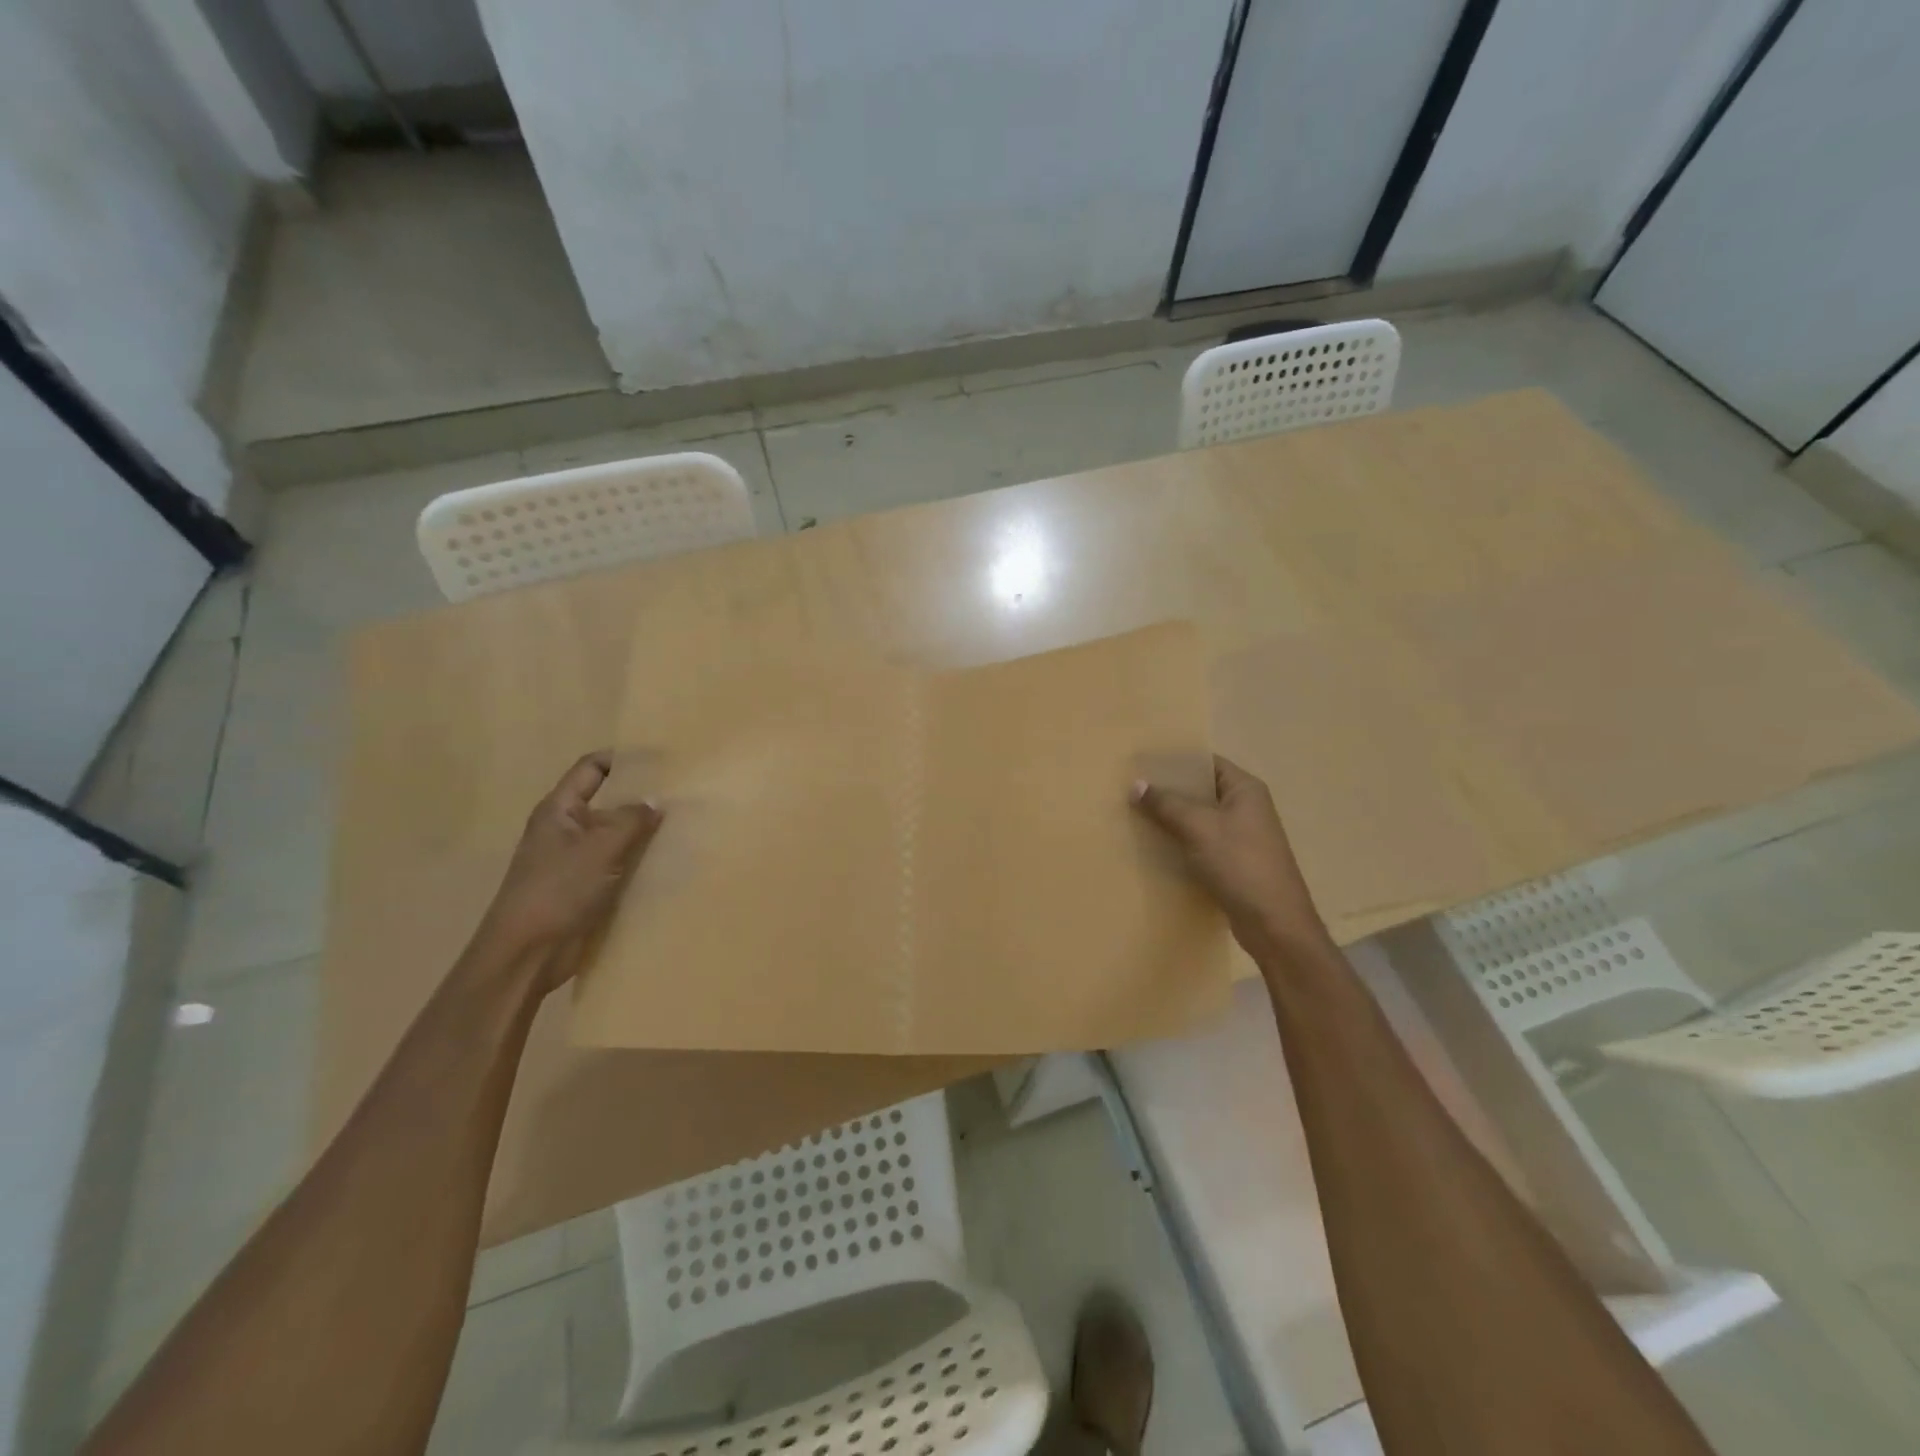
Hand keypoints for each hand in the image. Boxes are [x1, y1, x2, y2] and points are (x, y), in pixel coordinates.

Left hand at [473, 752, 661, 987]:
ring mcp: (577, 861)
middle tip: (684, 793)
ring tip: (687, 826)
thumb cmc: (557, 890)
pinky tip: (672, 863)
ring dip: (646, 833)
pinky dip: (642, 861)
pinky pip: (621, 865)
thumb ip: (631, 820)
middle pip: (609, 802)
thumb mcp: (598, 848)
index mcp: (560, 810)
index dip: (622, 759)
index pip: (592, 769)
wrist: (527, 953)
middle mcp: (567, 830)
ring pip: (618, 836)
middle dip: (643, 798)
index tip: (662, 759)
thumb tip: (656, 802)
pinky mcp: (588, 888)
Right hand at [1131, 756, 1329, 957]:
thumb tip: (1136, 784)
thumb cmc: (1239, 863)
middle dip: (1169, 791)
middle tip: (1132, 789)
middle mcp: (1247, 808)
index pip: (1207, 763)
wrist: (1273, 923)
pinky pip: (1202, 843)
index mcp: (1245, 789)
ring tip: (1136, 815)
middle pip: (1202, 791)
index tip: (1143, 762)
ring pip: (1200, 819)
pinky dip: (1181, 842)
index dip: (1176, 761)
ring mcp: (1242, 837)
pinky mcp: (1234, 863)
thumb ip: (1166, 804)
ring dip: (1172, 819)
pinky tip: (1155, 847)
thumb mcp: (1199, 827)